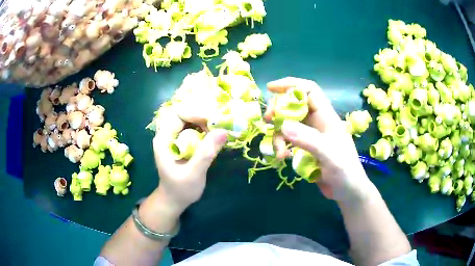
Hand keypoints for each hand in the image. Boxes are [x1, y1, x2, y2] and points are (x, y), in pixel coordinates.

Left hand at [152, 106, 227, 214]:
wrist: (174, 200)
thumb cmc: (180, 189)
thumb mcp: (194, 174)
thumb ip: (206, 153)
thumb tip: (223, 131)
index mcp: (163, 140)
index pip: (178, 114)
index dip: (196, 114)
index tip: (214, 123)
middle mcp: (167, 135)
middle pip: (185, 114)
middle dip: (203, 117)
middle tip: (220, 126)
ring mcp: (174, 138)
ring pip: (191, 120)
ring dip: (206, 122)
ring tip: (219, 131)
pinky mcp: (182, 142)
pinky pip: (194, 129)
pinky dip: (206, 129)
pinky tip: (215, 136)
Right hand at [264, 77, 377, 202]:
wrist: (347, 191)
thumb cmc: (345, 172)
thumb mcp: (329, 155)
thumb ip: (308, 140)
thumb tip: (283, 125)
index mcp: (327, 117)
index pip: (309, 90)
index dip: (291, 85)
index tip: (271, 88)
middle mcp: (317, 122)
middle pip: (294, 105)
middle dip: (279, 110)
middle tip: (268, 121)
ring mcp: (310, 135)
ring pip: (288, 124)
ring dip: (278, 134)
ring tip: (279, 152)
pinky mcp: (305, 148)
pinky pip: (288, 140)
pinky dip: (281, 146)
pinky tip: (282, 157)